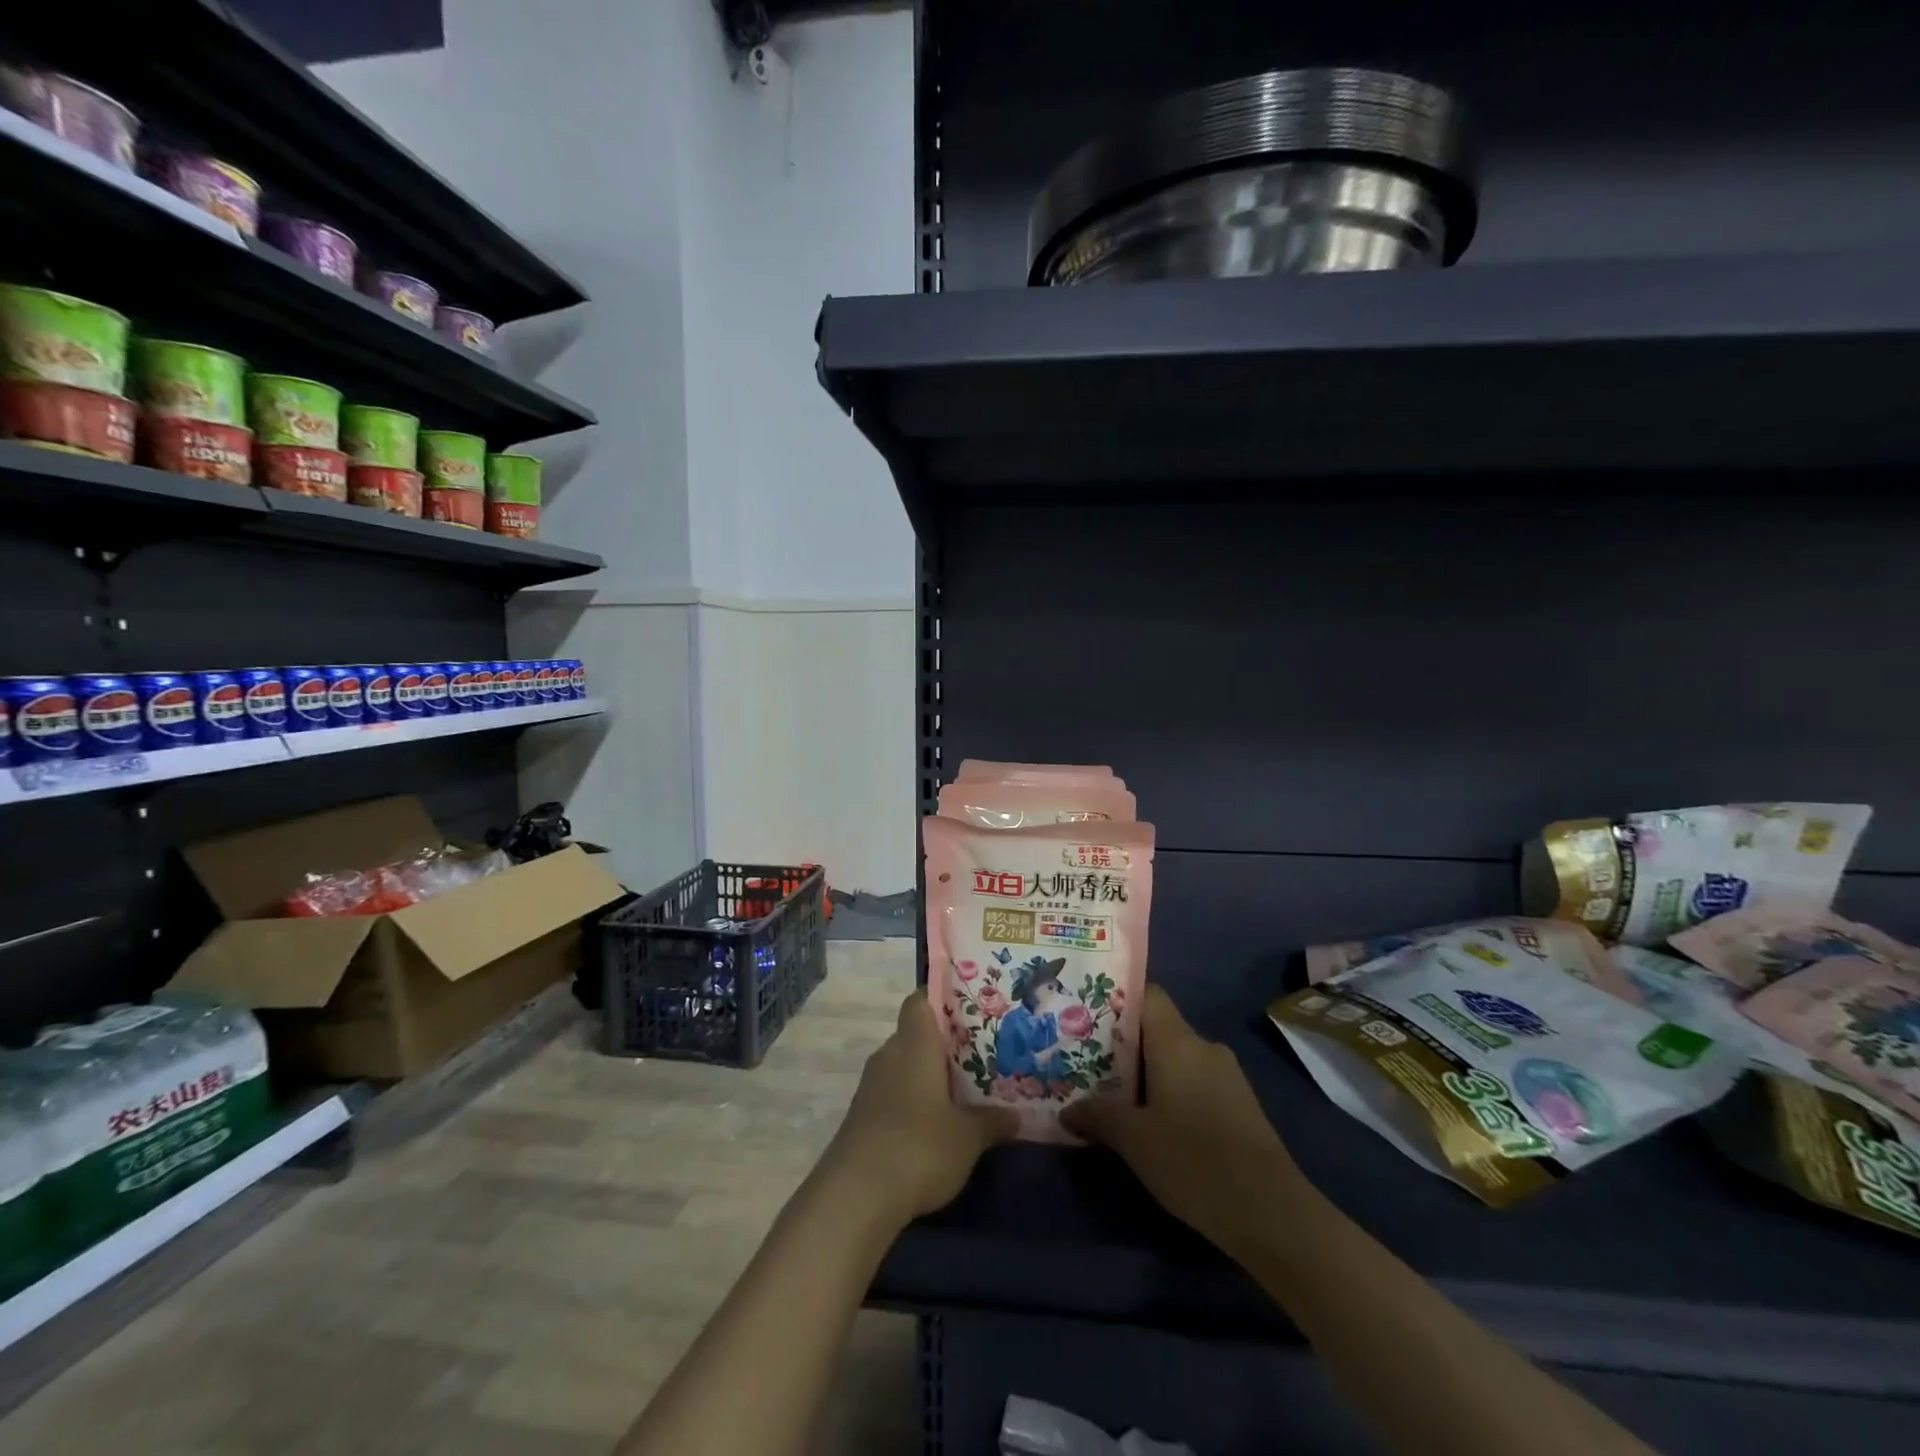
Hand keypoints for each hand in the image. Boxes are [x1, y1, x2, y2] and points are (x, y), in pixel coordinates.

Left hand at [822, 992, 1017, 1227]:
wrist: (855, 1196)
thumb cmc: (919, 1147)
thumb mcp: (968, 1138)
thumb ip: (992, 1121)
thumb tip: (1017, 1115)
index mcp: (915, 1043)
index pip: (920, 1000)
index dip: (942, 998)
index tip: (970, 1009)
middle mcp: (889, 1054)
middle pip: (916, 1034)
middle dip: (944, 1044)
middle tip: (980, 1054)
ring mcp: (871, 1086)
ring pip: (905, 1065)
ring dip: (929, 1075)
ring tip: (964, 1090)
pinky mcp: (862, 1116)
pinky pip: (894, 1093)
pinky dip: (913, 1100)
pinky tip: (936, 1123)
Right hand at [1061, 986, 1302, 1255]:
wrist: (1273, 1213)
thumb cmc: (1194, 1161)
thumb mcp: (1133, 1141)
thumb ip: (1096, 1116)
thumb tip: (1066, 1110)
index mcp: (1177, 1041)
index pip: (1147, 994)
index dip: (1116, 1000)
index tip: (1086, 1017)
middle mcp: (1204, 1047)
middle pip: (1158, 1028)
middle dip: (1124, 1044)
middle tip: (1088, 1063)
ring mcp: (1228, 1076)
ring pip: (1177, 1058)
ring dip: (1148, 1073)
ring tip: (1115, 1096)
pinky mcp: (1240, 1105)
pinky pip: (1195, 1081)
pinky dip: (1172, 1092)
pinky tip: (1155, 1123)